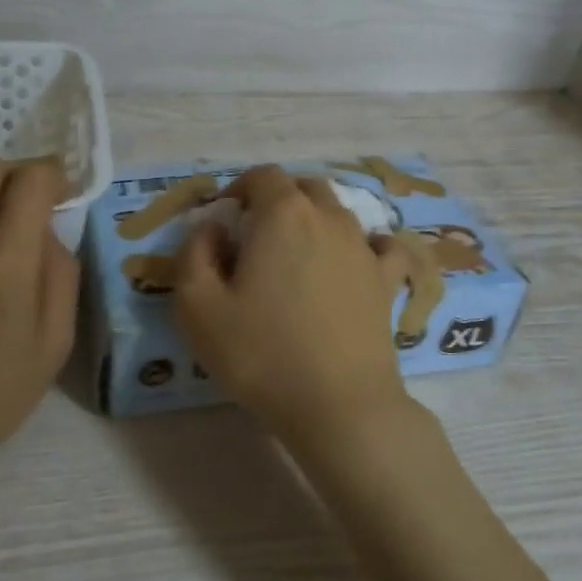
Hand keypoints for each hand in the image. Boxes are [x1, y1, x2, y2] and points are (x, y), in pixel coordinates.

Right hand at [174, 165, 412, 454]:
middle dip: (277, 199)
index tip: (225, 218)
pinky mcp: (387, 281)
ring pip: (339, 212)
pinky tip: (355, 262)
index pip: (263, 175)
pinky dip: (366, 245)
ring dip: (314, 220)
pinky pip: (382, 246)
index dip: (239, 188)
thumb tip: (213, 228)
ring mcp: (364, 248)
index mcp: (283, 214)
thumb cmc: (261, 353)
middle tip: (256, 236)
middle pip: (304, 187)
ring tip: (296, 255)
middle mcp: (329, 218)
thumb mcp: (197, 307)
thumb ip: (194, 254)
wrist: (338, 405)